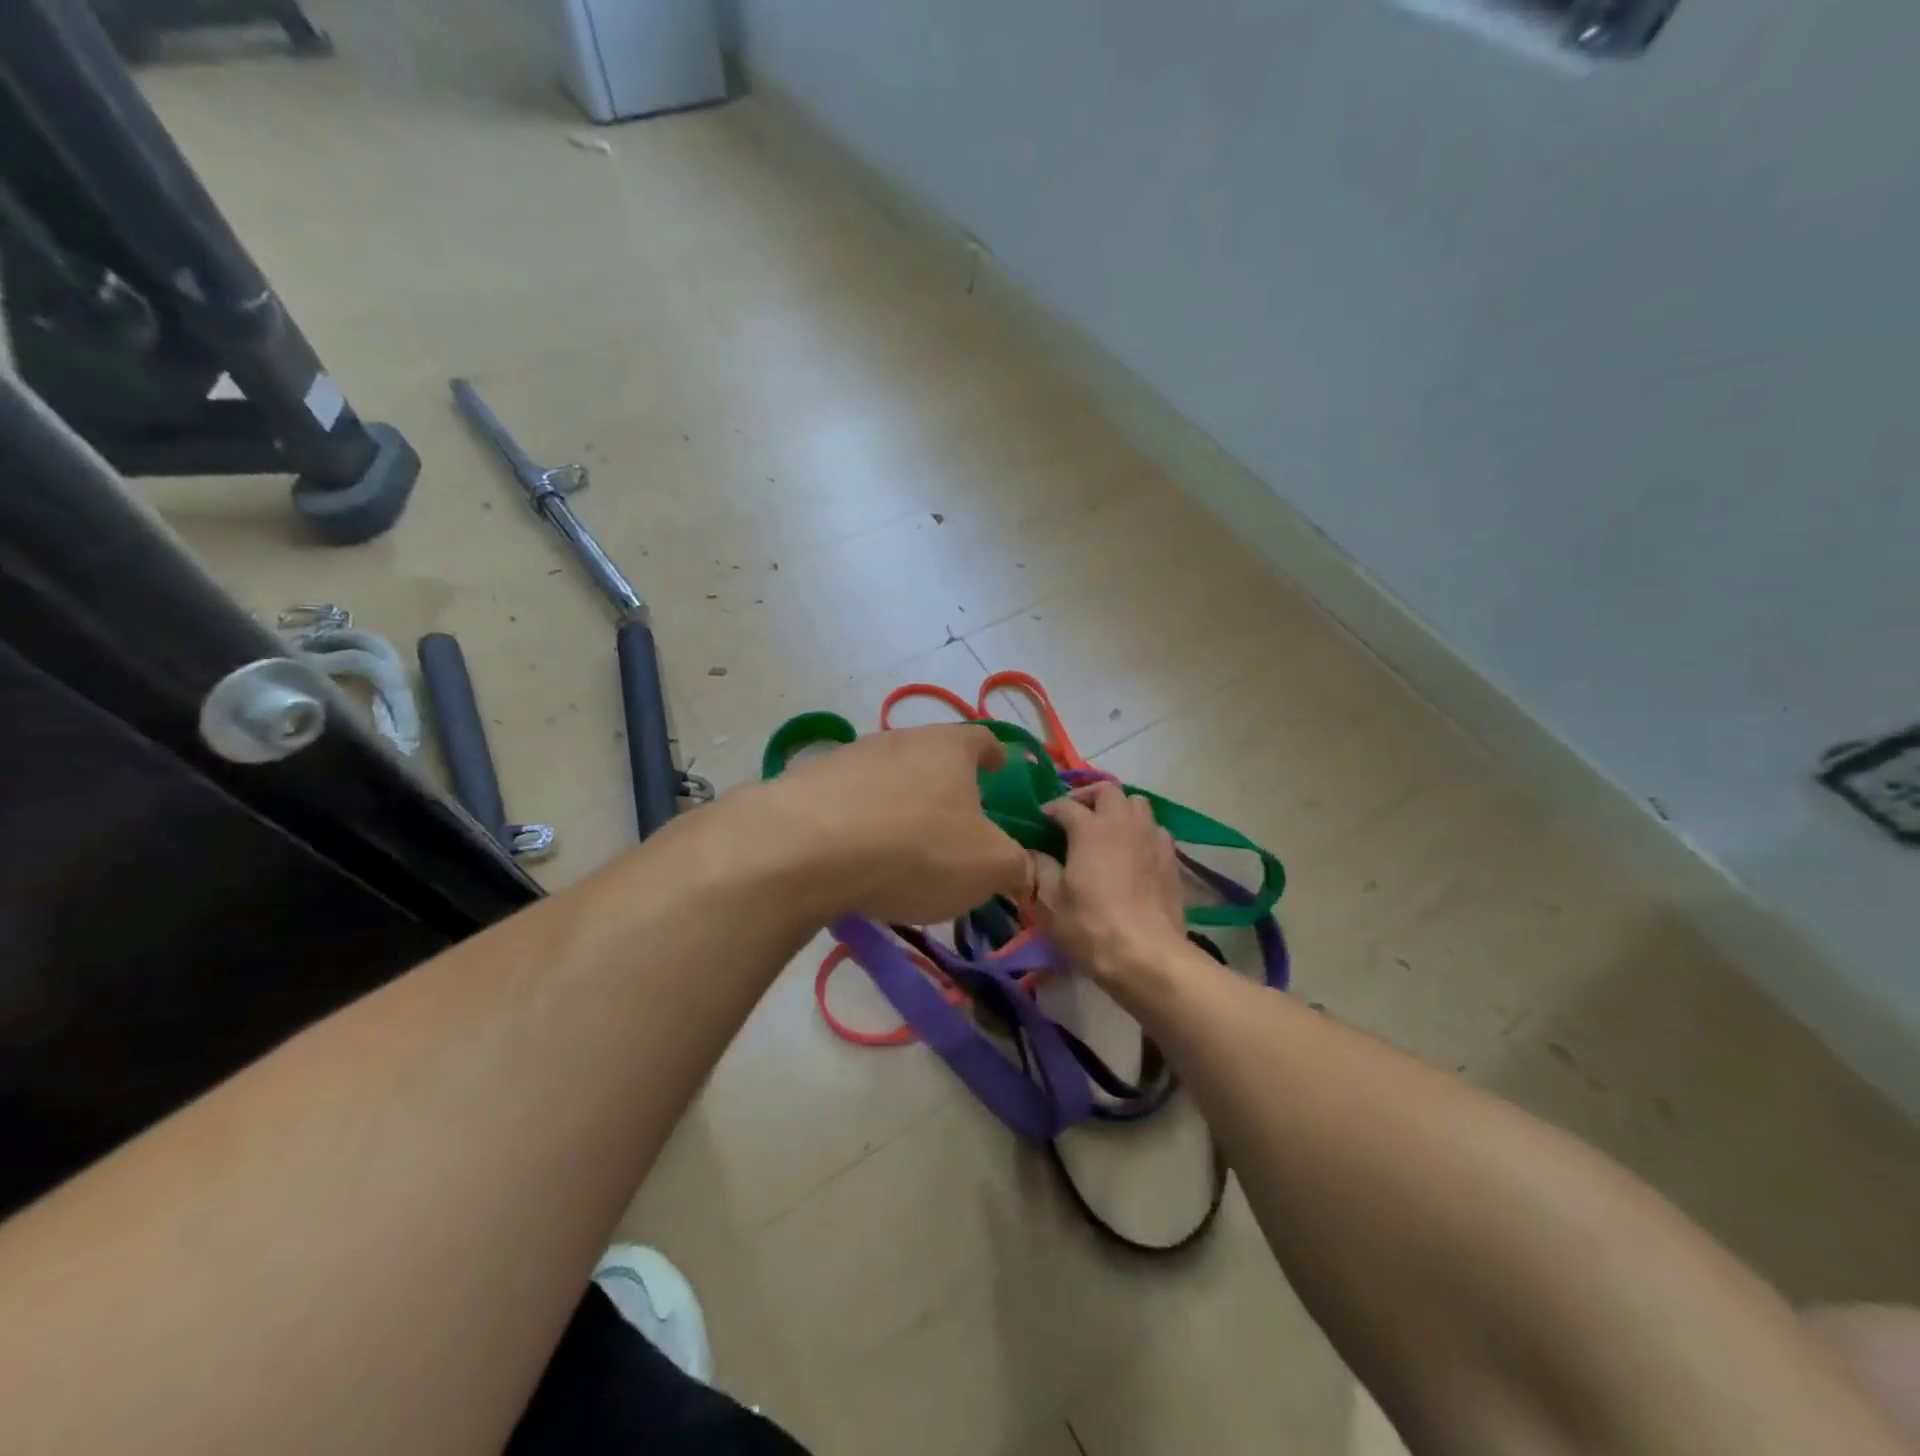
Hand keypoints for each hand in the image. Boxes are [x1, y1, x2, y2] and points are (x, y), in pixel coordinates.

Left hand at [755, 724, 1032, 924]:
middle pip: (932, 755)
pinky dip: (860, 820)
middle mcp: (901, 739)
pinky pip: (848, 799)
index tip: (1000, 767)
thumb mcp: (987, 867)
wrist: (807, 847)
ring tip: (903, 843)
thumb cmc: (916, 848)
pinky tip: (857, 854)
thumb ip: (1016, 866)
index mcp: (950, 747)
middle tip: (954, 819)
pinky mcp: (810, 782)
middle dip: (946, 783)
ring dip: (900, 801)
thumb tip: (1025, 870)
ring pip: (888, 775)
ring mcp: (851, 756)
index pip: (982, 739)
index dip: (995, 754)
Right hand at [1030, 782, 1188, 989]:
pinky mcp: (1171, 857)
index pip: (1065, 805)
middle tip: (1076, 814)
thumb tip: (1034, 853)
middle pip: (1108, 791)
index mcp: (1090, 829)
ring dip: (1119, 808)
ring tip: (1107, 828)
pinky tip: (1134, 851)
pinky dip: (1141, 831)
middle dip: (1089, 796)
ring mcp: (1151, 838)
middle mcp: (1123, 823)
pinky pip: (1156, 829)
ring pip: (1137, 803)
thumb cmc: (1091, 927)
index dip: (1050, 809)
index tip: (1041, 819)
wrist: (1147, 955)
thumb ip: (1041, 869)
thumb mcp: (1052, 902)